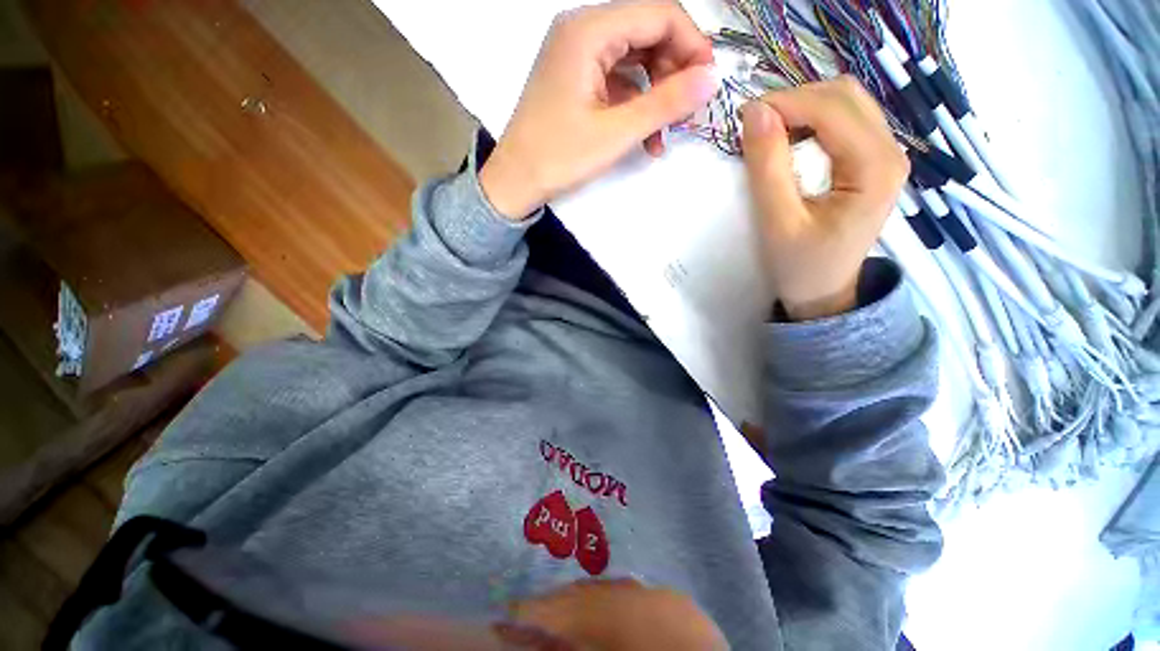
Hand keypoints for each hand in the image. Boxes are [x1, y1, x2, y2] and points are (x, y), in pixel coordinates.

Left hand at [479, 0, 717, 219]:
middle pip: (647, 33)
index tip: (708, 83)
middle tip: (688, 112)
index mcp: (588, 30)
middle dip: (675, 71)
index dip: (692, 45)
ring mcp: (577, 55)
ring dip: (657, 93)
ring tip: (666, 133)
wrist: (517, 180)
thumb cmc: (559, 157)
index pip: (659, 14)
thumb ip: (666, 103)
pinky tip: (645, 136)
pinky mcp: (576, 78)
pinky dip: (636, 103)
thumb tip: (712, 79)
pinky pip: (617, 79)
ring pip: (635, 59)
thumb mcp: (616, 132)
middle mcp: (581, 30)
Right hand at [741, 77, 908, 320]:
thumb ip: (768, 168)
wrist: (823, 293)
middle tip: (753, 125)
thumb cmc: (800, 266)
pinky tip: (790, 140)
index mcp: (875, 167)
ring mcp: (885, 154)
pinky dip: (811, 120)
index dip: (786, 102)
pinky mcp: (871, 161)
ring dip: (802, 107)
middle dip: (794, 100)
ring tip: (768, 132)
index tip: (744, 117)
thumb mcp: (778, 222)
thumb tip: (755, 113)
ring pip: (845, 102)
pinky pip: (844, 120)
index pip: (832, 108)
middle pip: (844, 96)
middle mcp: (890, 151)